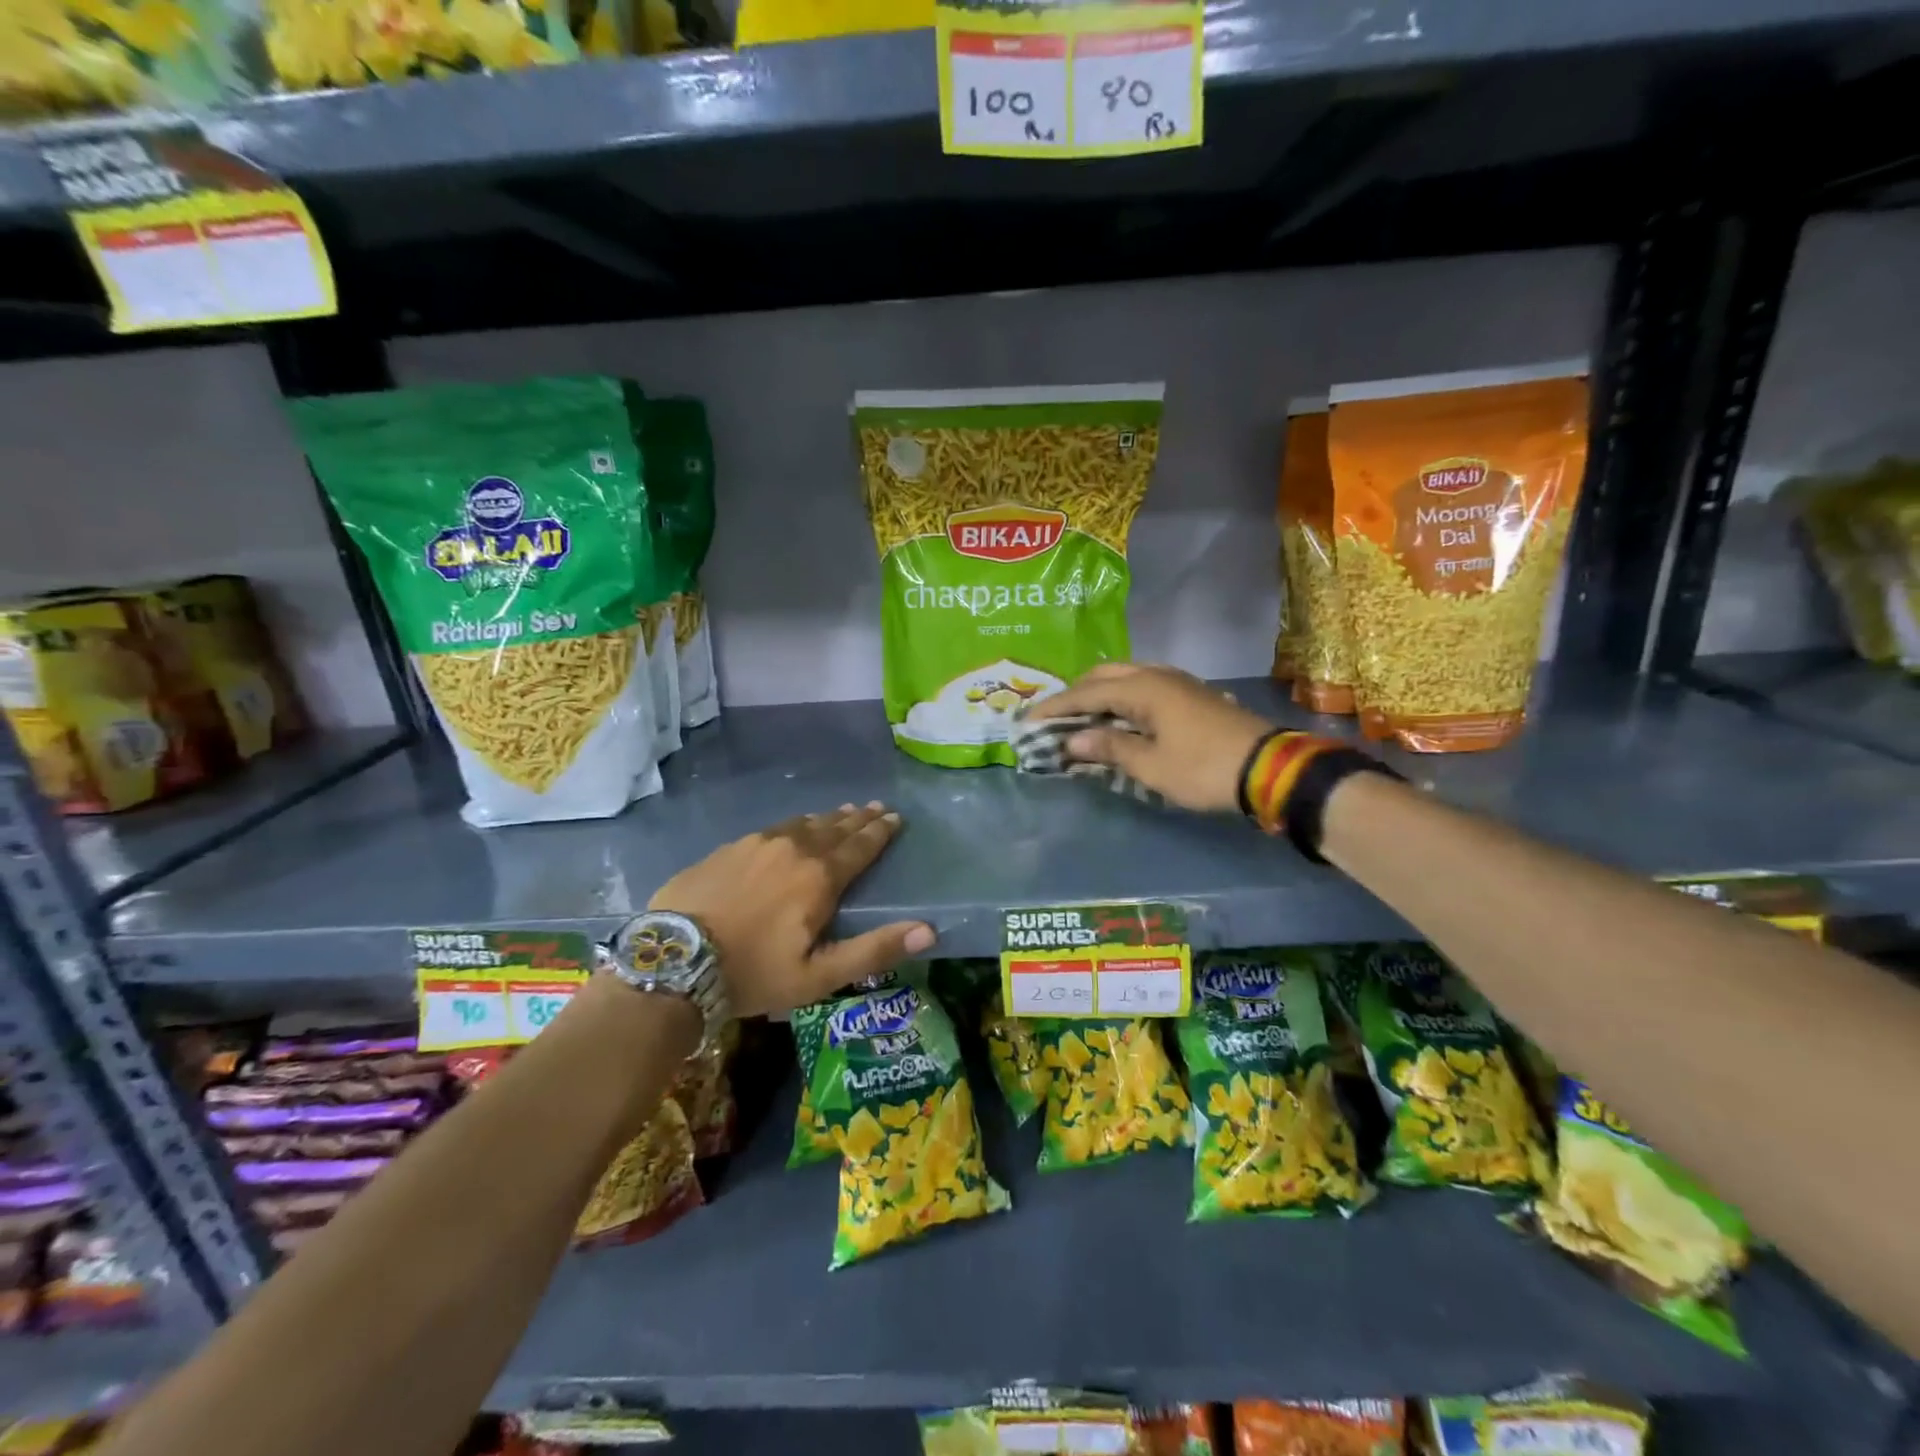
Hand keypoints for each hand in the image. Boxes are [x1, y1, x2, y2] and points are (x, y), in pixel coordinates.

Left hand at [649, 803, 934, 1016]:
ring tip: (843, 812)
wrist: (673, 961)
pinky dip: (794, 825)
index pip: (860, 846)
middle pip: (834, 828)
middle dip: (859, 818)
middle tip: (876, 807)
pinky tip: (793, 827)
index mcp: (819, 877)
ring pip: (803, 824)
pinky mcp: (729, 848)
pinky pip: (773, 828)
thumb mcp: (819, 975)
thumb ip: (874, 950)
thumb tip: (930, 931)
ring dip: (828, 818)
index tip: (896, 818)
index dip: (881, 832)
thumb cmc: (753, 973)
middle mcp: (793, 849)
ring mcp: (757, 843)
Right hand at [1038, 663, 1273, 812]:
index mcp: (1142, 688)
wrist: (1270, 769)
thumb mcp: (1151, 765)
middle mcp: (1157, 675)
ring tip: (1082, 716)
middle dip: (1075, 693)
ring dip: (1099, 693)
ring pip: (1126, 676)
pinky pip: (1144, 685)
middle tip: (1054, 717)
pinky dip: (1121, 696)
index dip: (1054, 708)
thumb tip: (1073, 740)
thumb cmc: (1204, 768)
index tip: (1027, 722)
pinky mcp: (1192, 694)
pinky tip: (1120, 716)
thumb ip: (1109, 748)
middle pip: (1104, 674)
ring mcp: (1178, 681)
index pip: (1085, 693)